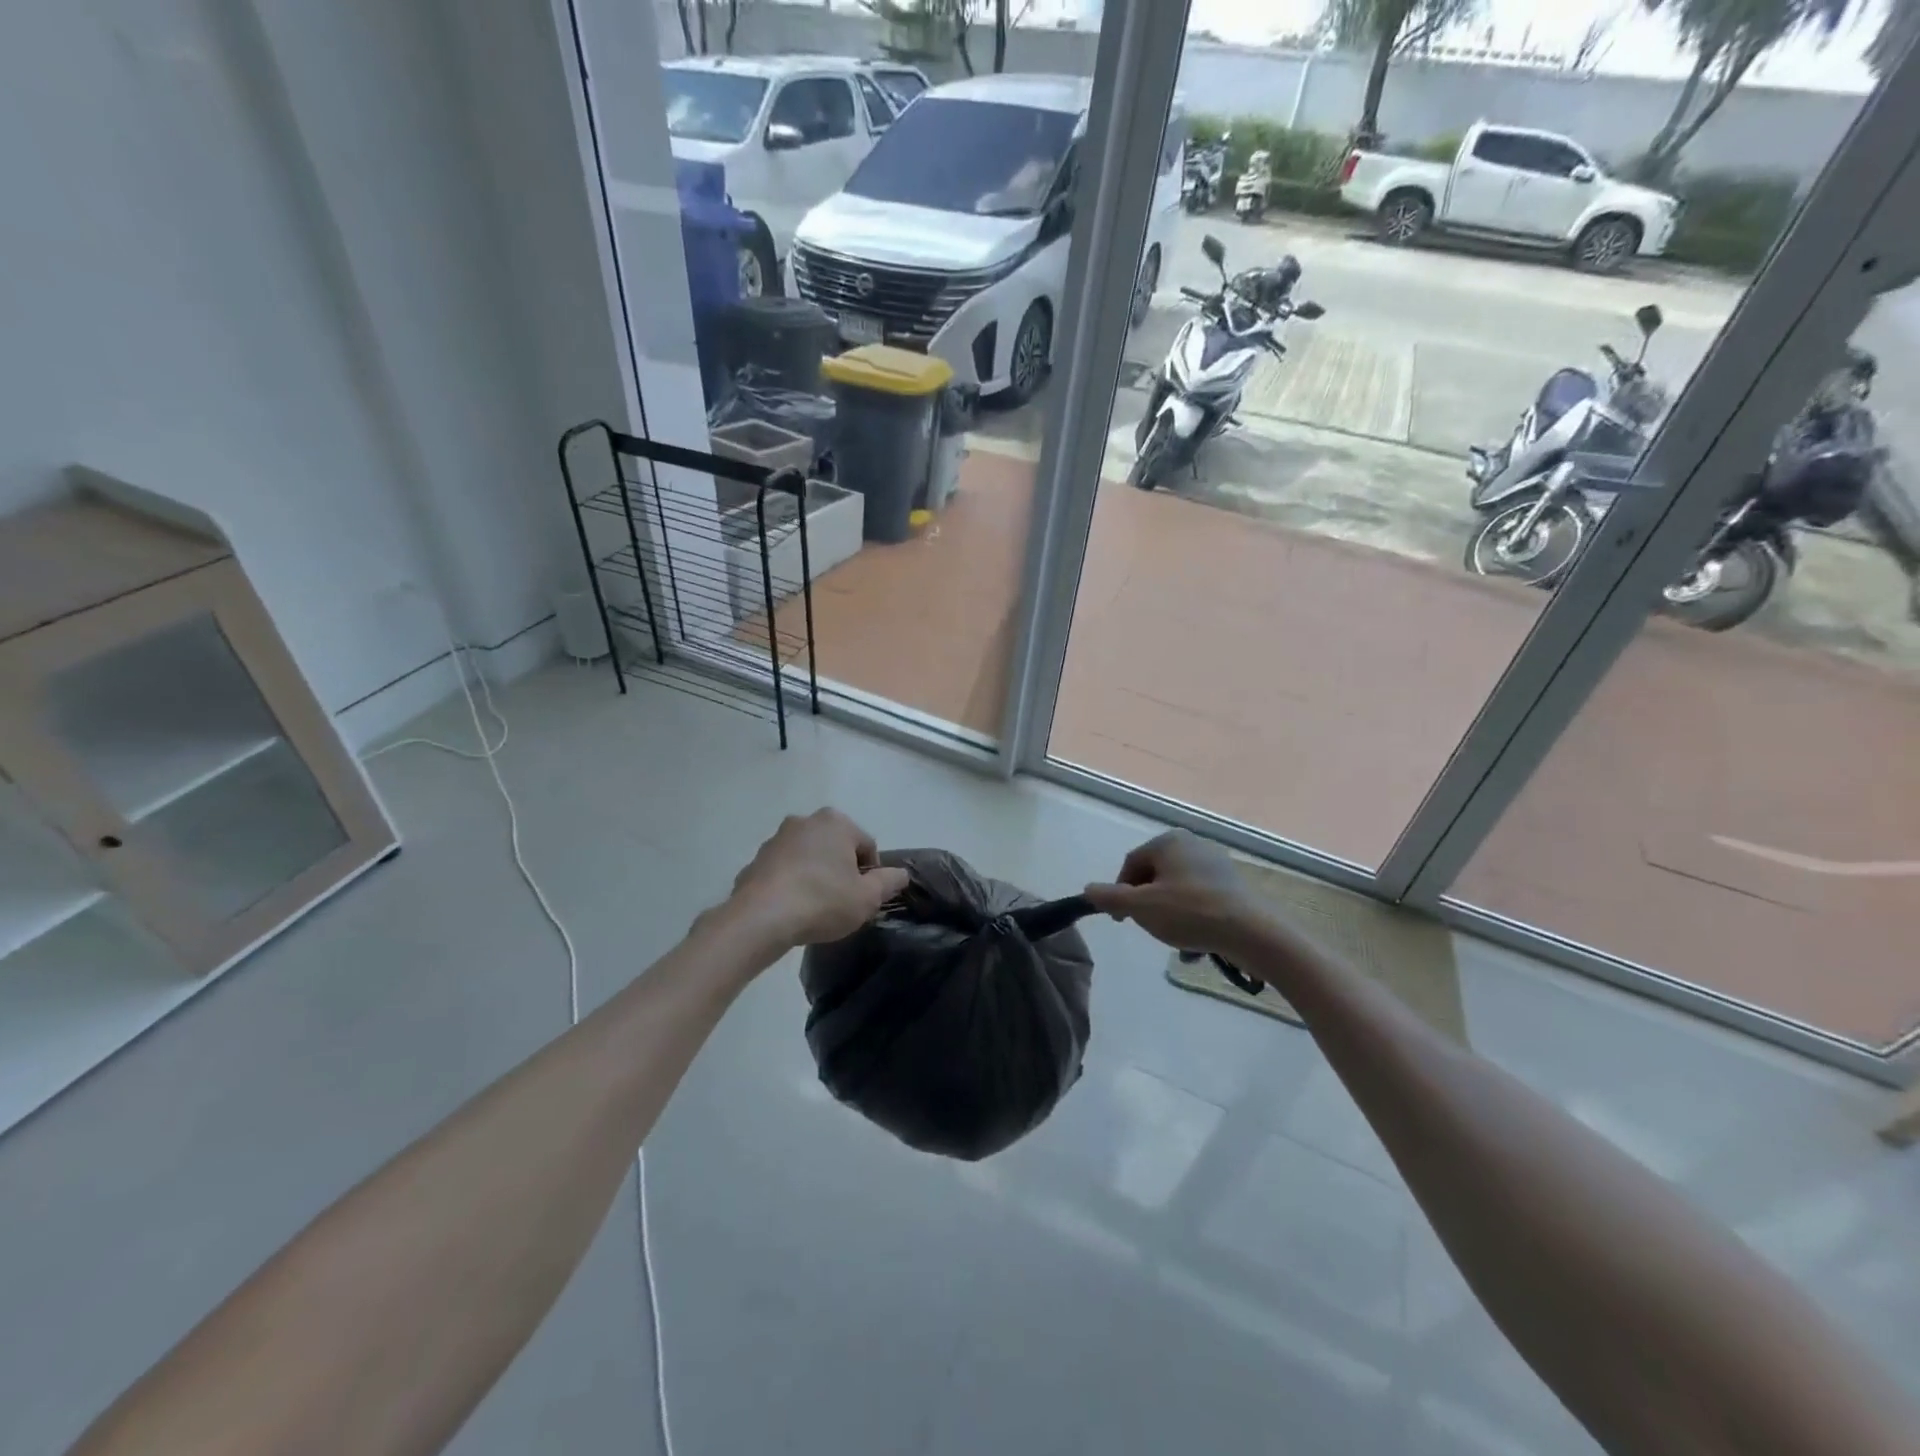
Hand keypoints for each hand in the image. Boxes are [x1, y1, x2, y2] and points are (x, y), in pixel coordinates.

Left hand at [728, 810, 909, 948]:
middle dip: (841, 870)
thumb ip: (889, 882)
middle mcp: (805, 821)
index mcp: (836, 822)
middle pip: (835, 847)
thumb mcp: (867, 898)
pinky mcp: (755, 860)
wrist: (761, 918)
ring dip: (815, 875)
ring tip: (815, 908)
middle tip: (842, 902)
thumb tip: (901, 874)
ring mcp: (776, 839)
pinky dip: (790, 884)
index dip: (870, 874)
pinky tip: (791, 910)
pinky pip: (783, 871)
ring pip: (808, 857)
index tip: (863, 898)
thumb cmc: (822, 901)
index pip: (866, 846)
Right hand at [1084, 830, 1267, 956]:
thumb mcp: (1141, 908)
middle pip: (1155, 877)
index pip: (1132, 864)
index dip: (1120, 893)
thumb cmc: (1191, 913)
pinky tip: (1198, 945)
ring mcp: (1216, 864)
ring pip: (1178, 892)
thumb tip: (1088, 889)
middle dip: (1149, 906)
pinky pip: (1201, 901)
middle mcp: (1193, 844)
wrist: (1254, 933)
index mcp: (1169, 842)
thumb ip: (1111, 897)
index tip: (1121, 920)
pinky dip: (1194, 920)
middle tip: (1151, 930)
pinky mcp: (1234, 886)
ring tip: (1177, 943)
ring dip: (1171, 918)